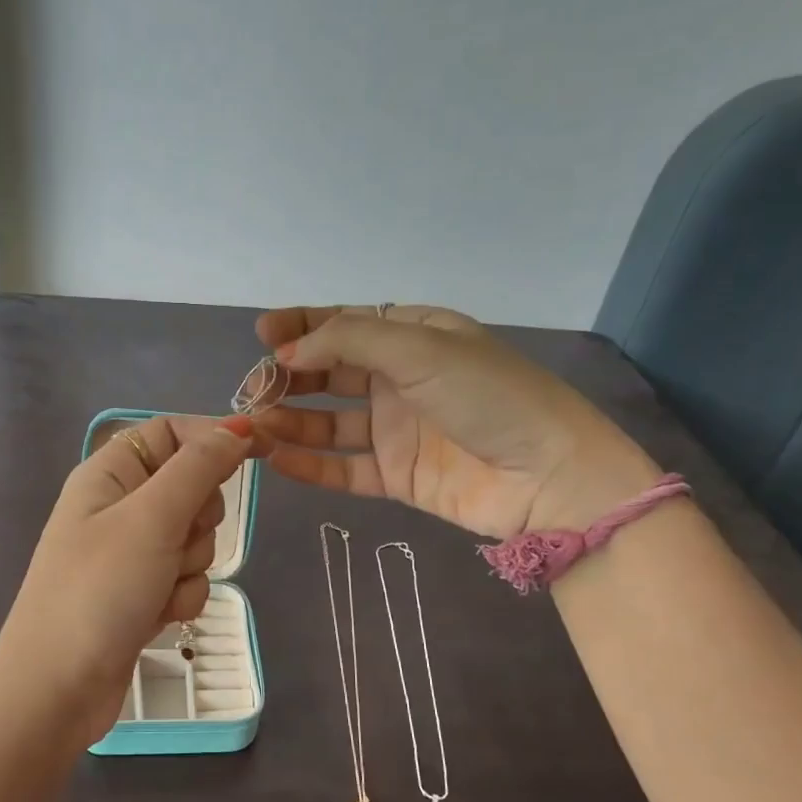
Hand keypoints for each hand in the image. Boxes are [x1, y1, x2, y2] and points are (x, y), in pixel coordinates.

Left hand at [0, 413, 264, 748]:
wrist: (56, 690)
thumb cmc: (99, 591)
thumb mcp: (152, 518)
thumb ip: (199, 468)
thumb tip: (236, 428)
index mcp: (109, 473)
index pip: (170, 432)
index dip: (213, 436)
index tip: (261, 448)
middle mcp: (118, 507)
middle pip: (190, 487)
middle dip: (197, 517)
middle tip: (175, 538)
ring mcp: (129, 554)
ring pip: (194, 538)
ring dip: (189, 564)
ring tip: (156, 587)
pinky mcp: (140, 594)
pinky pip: (185, 578)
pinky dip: (180, 596)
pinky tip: (156, 616)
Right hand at [255, 305, 658, 537]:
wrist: (549, 477)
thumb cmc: (488, 396)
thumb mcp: (420, 348)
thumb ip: (349, 340)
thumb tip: (288, 353)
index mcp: (415, 337)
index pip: (346, 324)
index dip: (302, 327)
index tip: (262, 336)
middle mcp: (402, 380)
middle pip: (331, 373)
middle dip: (289, 378)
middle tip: (252, 390)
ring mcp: (399, 430)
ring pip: (330, 423)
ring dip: (292, 421)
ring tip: (255, 426)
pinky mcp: (398, 475)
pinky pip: (343, 467)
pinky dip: (310, 465)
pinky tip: (277, 460)